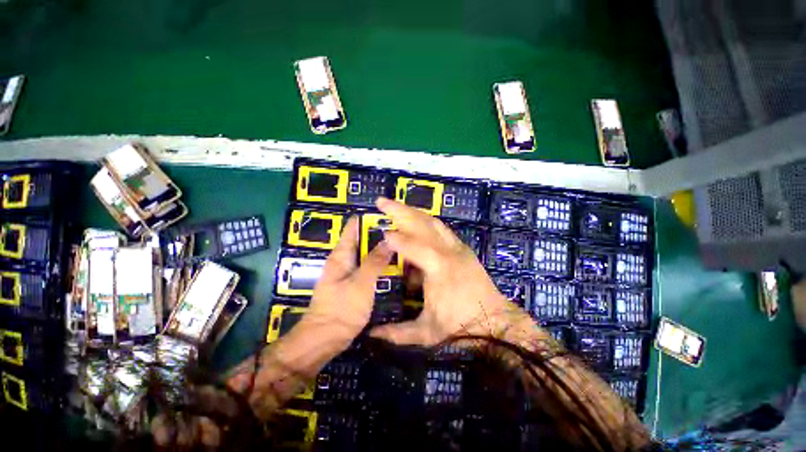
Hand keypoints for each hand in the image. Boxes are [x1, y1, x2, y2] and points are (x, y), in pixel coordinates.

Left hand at [304, 215, 393, 340]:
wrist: (324, 340)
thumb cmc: (341, 309)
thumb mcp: (361, 283)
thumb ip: (375, 261)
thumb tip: (388, 241)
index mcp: (341, 254)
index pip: (353, 227)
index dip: (369, 219)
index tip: (389, 217)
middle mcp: (343, 259)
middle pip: (362, 240)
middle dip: (379, 236)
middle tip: (402, 233)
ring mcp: (348, 272)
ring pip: (366, 255)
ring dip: (380, 251)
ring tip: (401, 246)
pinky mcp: (352, 284)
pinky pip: (367, 268)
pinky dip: (378, 265)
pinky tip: (393, 266)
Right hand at [370, 198, 529, 345]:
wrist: (496, 323)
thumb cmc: (462, 328)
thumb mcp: (428, 332)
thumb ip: (398, 333)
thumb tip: (371, 334)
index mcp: (440, 269)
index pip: (414, 247)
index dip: (396, 239)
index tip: (381, 232)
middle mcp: (449, 252)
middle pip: (423, 224)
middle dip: (400, 211)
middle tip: (382, 202)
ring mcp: (458, 248)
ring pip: (433, 222)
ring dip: (412, 212)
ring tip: (395, 206)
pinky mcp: (463, 248)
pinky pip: (441, 229)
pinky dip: (425, 221)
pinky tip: (415, 220)